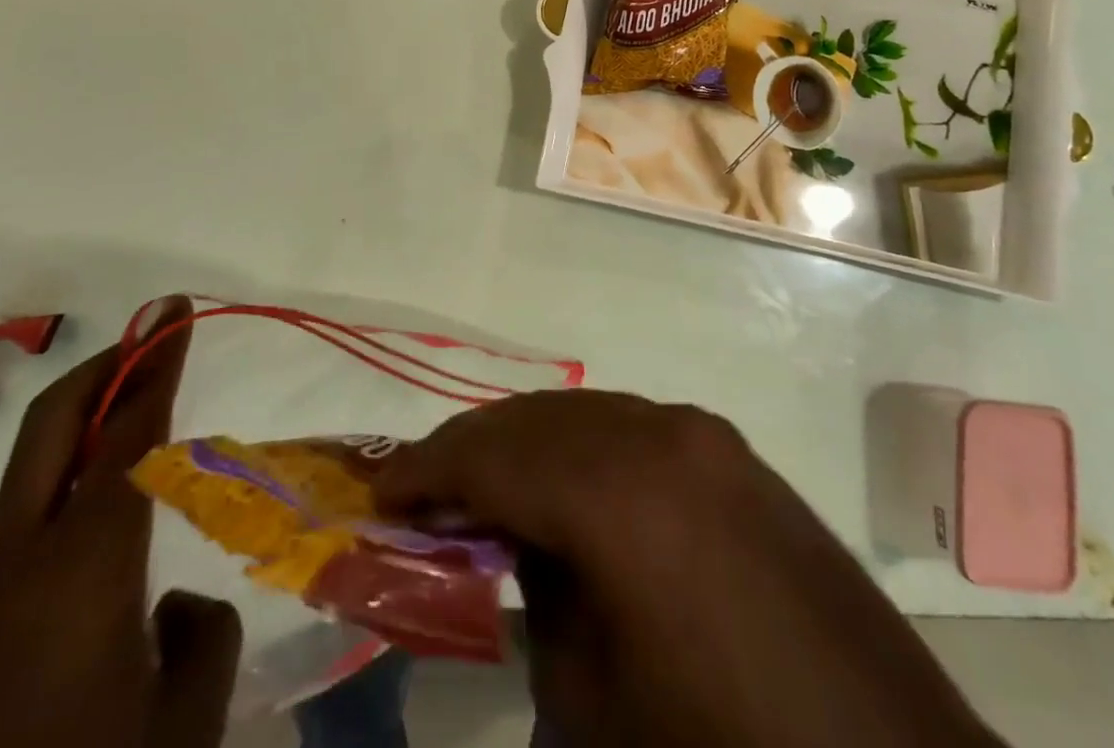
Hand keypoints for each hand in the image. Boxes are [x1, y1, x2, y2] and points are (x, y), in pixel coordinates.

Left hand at [0, 299, 239, 747]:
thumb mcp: (182, 723)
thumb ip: (203, 636)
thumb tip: (175, 604)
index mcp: (86, 562)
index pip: (130, 431)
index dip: (156, 363)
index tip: (172, 311)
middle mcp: (20, 560)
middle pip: (51, 428)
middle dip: (102, 367)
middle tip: (149, 336)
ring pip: (30, 479)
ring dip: (82, 433)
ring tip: (137, 431)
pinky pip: (18, 537)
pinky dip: (63, 498)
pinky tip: (97, 549)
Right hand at [376, 390, 999, 747]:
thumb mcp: (595, 700)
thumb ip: (539, 596)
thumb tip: (513, 539)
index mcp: (619, 491)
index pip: (492, 455)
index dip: (427, 470)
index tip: (379, 491)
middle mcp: (659, 432)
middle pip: (535, 419)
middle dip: (471, 449)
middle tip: (422, 493)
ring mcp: (703, 434)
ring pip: (584, 414)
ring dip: (527, 444)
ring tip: (485, 490)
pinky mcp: (733, 453)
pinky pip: (632, 428)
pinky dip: (583, 448)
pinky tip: (567, 492)